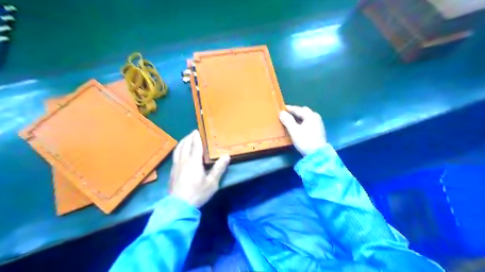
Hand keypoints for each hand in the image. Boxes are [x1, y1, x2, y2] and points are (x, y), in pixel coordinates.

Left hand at [169, 130, 229, 206]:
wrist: (179, 206)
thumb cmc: (198, 193)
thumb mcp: (212, 182)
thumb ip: (219, 168)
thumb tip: (226, 156)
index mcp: (194, 161)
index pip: (195, 145)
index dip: (197, 137)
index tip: (198, 131)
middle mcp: (183, 160)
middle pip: (185, 145)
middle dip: (189, 137)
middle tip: (193, 133)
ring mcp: (176, 166)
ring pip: (178, 149)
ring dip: (182, 142)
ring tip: (186, 139)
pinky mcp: (172, 172)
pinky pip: (175, 155)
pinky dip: (178, 149)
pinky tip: (180, 152)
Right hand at [279, 106, 327, 156]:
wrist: (317, 154)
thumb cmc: (305, 141)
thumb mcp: (294, 130)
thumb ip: (287, 120)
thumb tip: (281, 112)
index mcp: (310, 115)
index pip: (298, 109)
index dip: (289, 108)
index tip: (281, 109)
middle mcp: (316, 117)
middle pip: (304, 111)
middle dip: (295, 112)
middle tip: (286, 114)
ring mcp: (318, 124)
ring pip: (307, 117)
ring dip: (299, 117)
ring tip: (291, 120)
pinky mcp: (319, 130)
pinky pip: (309, 122)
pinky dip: (302, 122)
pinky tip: (298, 127)